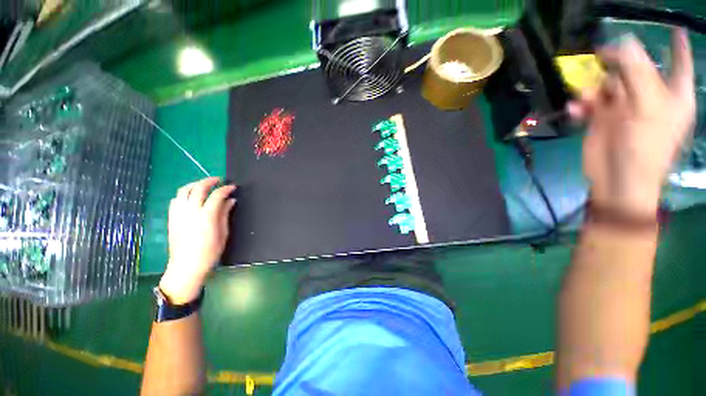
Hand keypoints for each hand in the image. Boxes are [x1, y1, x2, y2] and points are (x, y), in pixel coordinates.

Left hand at [159, 178, 236, 303]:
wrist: (186, 266)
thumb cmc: (210, 252)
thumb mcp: (223, 233)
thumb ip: (225, 214)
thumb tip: (230, 201)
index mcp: (206, 216)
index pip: (216, 195)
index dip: (225, 189)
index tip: (232, 187)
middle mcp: (190, 211)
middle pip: (198, 188)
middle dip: (209, 181)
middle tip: (219, 180)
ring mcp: (178, 214)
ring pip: (183, 191)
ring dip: (195, 184)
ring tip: (204, 185)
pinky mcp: (172, 218)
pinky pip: (176, 200)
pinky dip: (185, 194)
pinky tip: (191, 198)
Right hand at [569, 29, 695, 216]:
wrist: (616, 179)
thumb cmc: (643, 147)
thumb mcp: (646, 107)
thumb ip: (636, 72)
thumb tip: (623, 43)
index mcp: (670, 94)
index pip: (679, 63)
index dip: (677, 47)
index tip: (673, 30)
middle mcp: (649, 96)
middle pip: (634, 68)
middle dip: (616, 67)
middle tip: (601, 65)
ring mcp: (624, 107)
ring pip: (608, 84)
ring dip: (593, 88)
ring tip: (585, 98)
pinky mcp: (602, 118)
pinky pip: (590, 102)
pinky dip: (581, 105)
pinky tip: (575, 110)